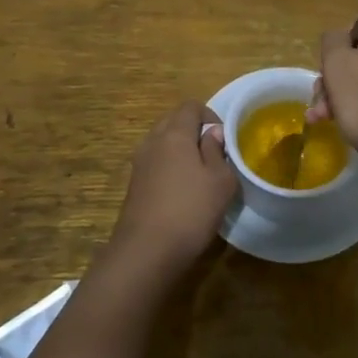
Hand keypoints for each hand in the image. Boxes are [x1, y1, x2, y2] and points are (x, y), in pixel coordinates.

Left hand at [109, 101, 237, 282]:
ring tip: (199, 176)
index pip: (191, 106)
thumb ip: (218, 151)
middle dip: (194, 132)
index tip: (224, 141)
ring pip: (163, 143)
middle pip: (174, 121)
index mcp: (174, 133)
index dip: (211, 116)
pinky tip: (181, 194)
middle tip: (213, 157)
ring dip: (181, 151)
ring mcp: (139, 163)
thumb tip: (212, 133)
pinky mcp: (134, 184)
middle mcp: (153, 141)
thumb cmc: (190, 211)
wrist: (146, 252)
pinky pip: (155, 163)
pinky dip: (169, 168)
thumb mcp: (220, 181)